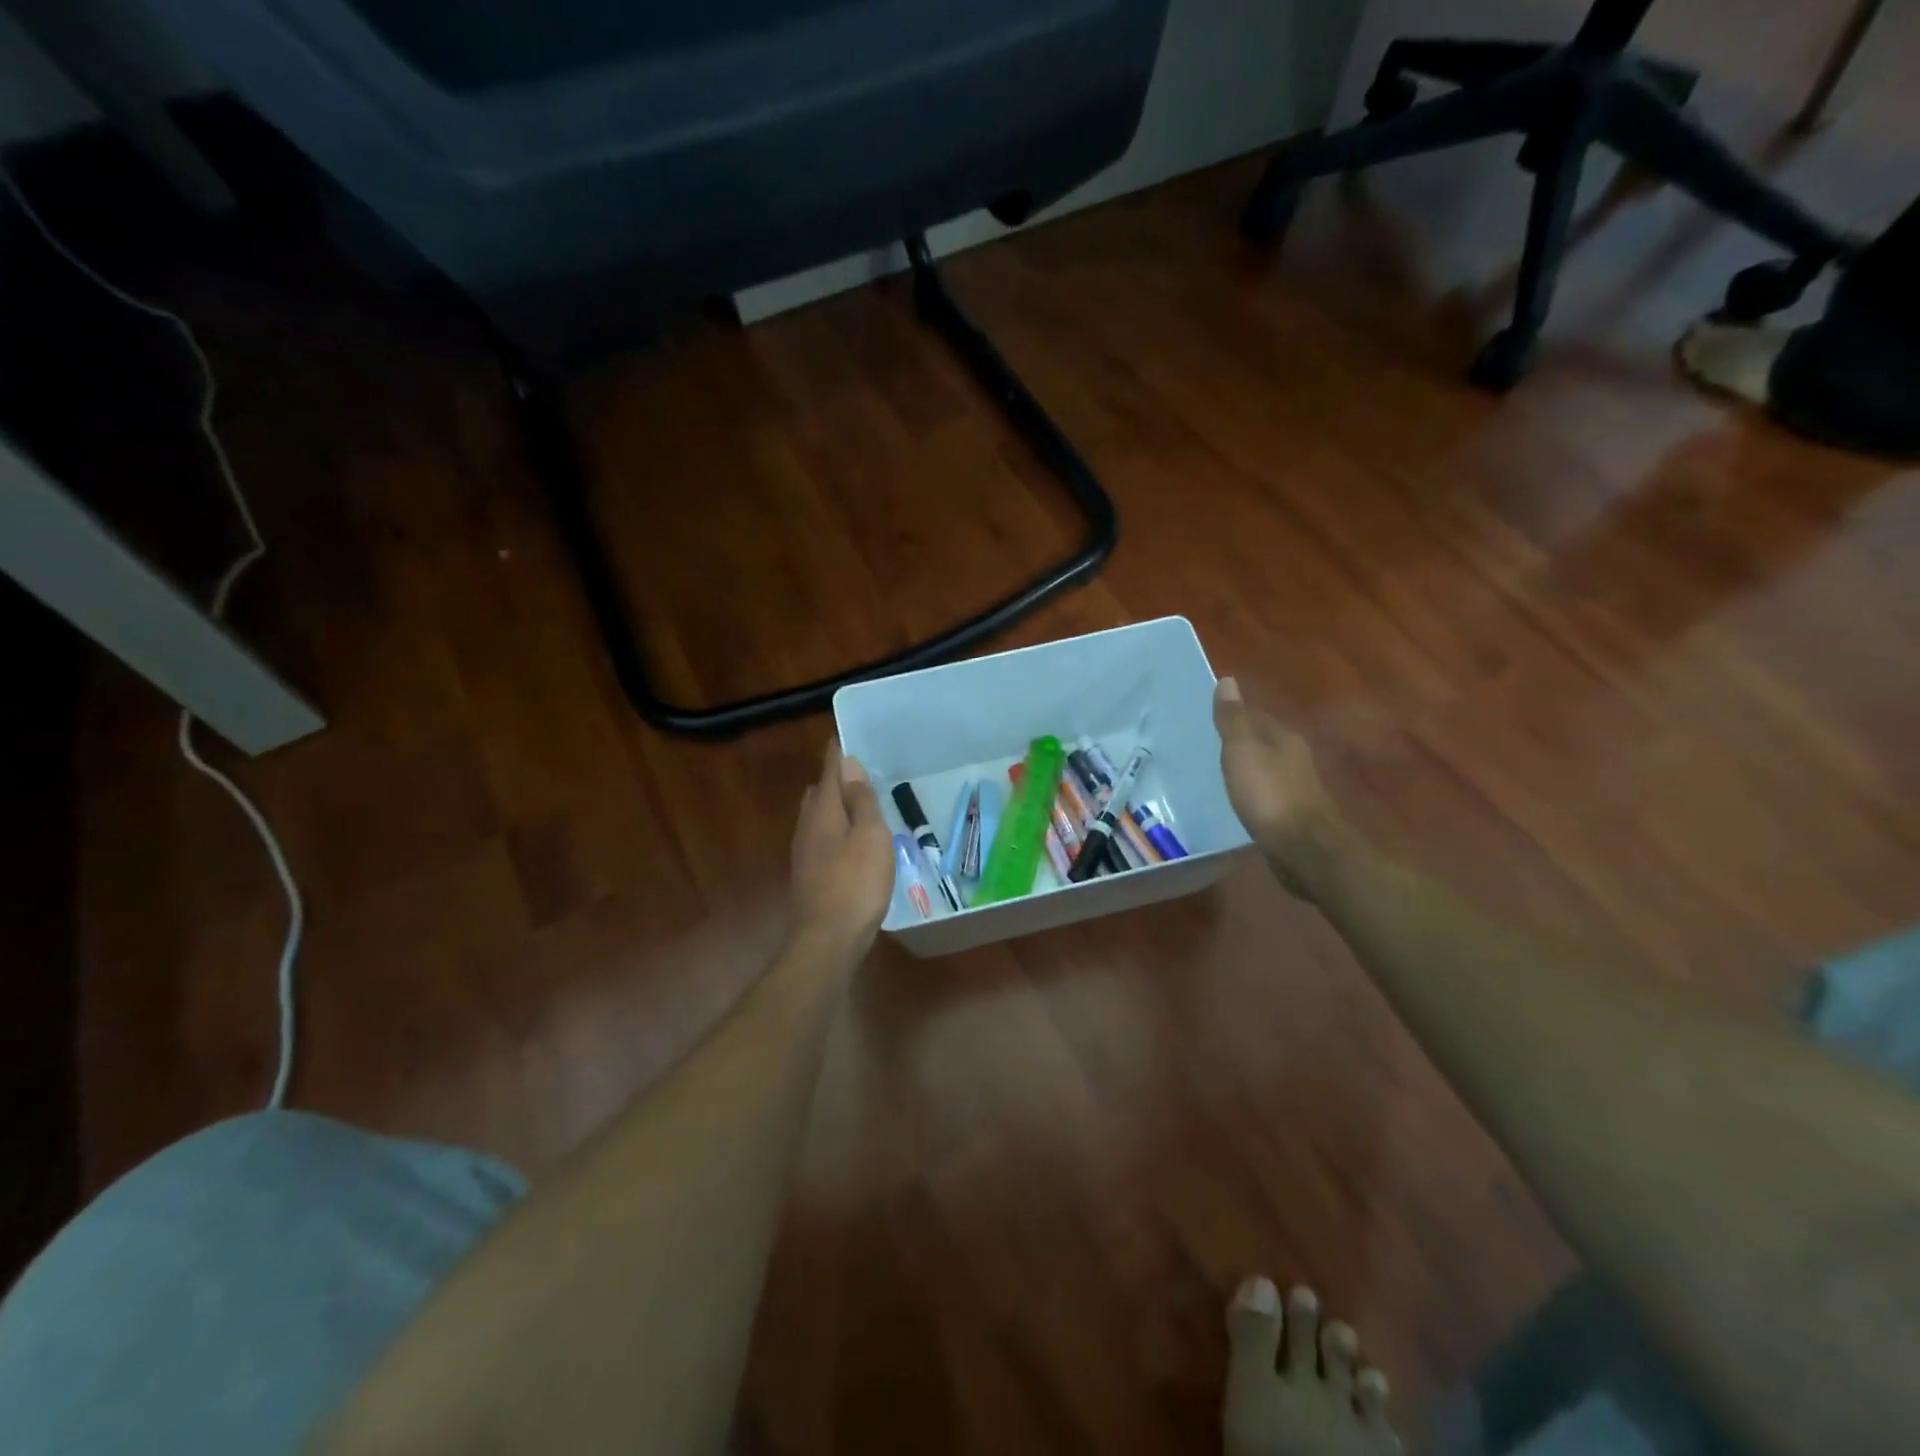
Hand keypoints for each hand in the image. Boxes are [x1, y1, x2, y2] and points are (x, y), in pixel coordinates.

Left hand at [789, 739, 895, 953]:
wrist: (828, 939)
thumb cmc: (856, 883)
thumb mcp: (870, 836)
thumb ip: (860, 800)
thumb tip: (848, 763)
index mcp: (823, 812)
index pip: (828, 772)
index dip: (837, 755)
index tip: (845, 738)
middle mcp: (807, 828)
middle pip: (818, 794)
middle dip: (834, 781)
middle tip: (857, 773)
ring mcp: (804, 854)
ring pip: (816, 819)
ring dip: (833, 807)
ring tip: (855, 804)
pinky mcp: (808, 876)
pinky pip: (820, 840)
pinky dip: (834, 831)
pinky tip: (847, 843)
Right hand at [1215, 677, 1340, 898]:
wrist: (1301, 848)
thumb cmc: (1268, 793)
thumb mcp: (1243, 750)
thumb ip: (1233, 719)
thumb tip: (1228, 680)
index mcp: (1284, 738)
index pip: (1258, 717)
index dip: (1236, 716)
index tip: (1211, 719)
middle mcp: (1295, 759)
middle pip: (1264, 743)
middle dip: (1242, 743)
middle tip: (1210, 745)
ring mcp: (1296, 789)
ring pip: (1267, 770)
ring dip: (1249, 769)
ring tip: (1221, 773)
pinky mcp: (1292, 816)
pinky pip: (1267, 795)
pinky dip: (1253, 793)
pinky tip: (1240, 801)